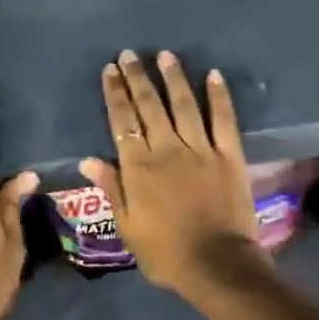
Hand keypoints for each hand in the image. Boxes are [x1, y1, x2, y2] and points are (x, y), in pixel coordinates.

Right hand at [80, 51, 265, 299]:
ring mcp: (201, 149)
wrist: (216, 265)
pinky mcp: (229, 155)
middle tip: (129, 54)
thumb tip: (89, 159)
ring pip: (184, 105)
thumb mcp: (127, 227)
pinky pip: (223, 119)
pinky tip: (213, 75)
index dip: (115, 93)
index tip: (110, 70)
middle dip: (137, 77)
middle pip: (149, 106)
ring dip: (173, 78)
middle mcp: (167, 149)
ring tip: (165, 55)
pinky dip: (219, 96)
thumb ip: (112, 188)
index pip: (123, 121)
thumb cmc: (165, 253)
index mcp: (138, 167)